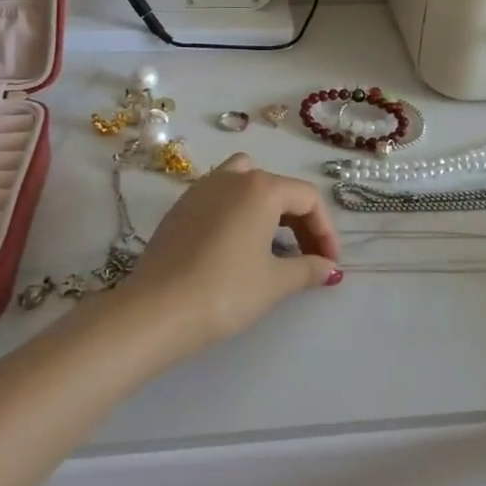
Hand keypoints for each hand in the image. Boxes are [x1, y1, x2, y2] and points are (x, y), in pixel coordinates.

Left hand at [124, 154, 342, 355]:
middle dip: (299, 220)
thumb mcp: (274, 283)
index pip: (307, 197)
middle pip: (278, 187)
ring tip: (272, 244)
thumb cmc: (225, 291)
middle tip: (307, 258)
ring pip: (246, 182)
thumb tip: (330, 268)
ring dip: (267, 207)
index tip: (329, 262)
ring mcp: (202, 188)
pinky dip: (238, 212)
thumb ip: (307, 269)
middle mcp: (233, 177)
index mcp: (261, 188)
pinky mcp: (181, 207)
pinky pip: (221, 197)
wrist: (156, 309)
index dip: (325, 229)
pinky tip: (236, 247)